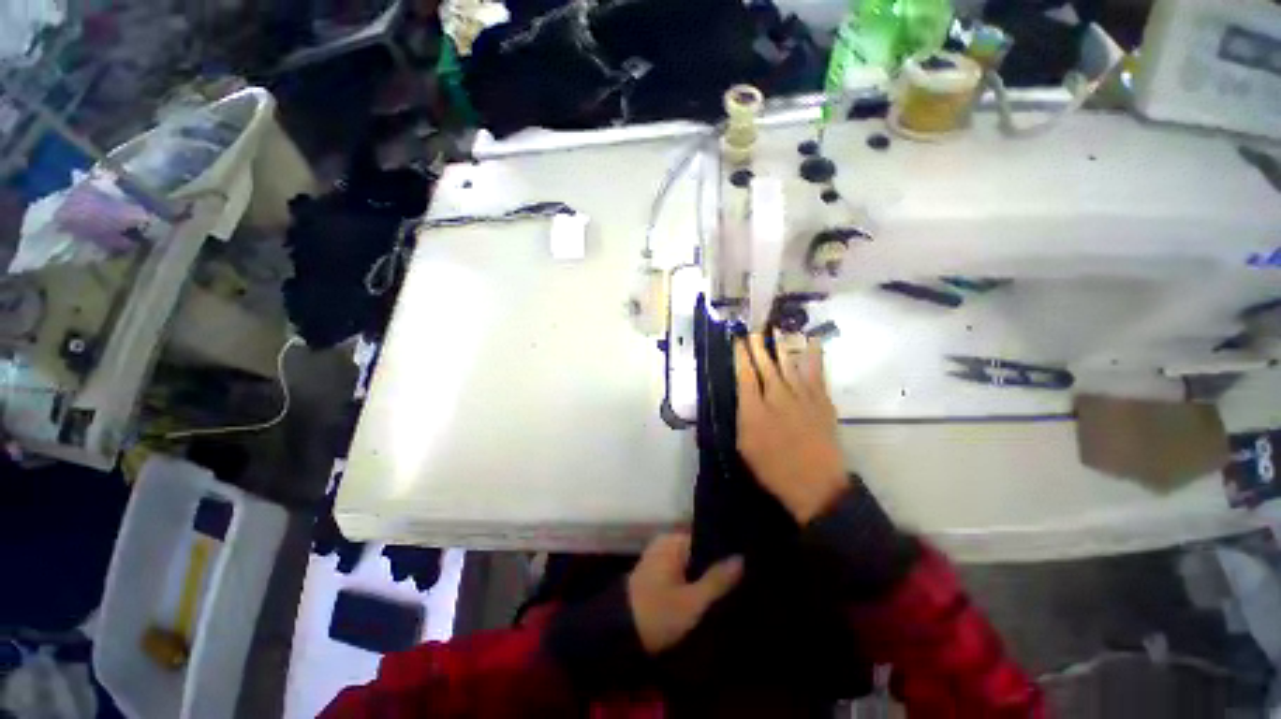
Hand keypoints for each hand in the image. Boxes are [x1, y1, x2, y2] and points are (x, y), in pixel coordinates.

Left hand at [627, 533, 742, 653]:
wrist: (618, 633)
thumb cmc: (657, 613)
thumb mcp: (692, 601)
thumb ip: (717, 579)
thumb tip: (741, 557)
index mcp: (673, 541)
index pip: (705, 536)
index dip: (724, 549)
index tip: (745, 560)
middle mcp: (665, 543)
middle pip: (698, 549)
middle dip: (715, 563)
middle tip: (741, 576)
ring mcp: (658, 557)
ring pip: (689, 561)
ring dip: (704, 573)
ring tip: (730, 584)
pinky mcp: (654, 574)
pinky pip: (680, 570)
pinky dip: (692, 579)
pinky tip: (707, 592)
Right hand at [735, 332, 848, 523]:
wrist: (816, 484)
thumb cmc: (774, 469)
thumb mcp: (745, 446)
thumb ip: (743, 416)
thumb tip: (742, 395)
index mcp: (754, 410)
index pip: (745, 376)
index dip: (741, 356)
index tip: (738, 342)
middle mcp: (777, 397)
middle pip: (766, 365)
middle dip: (758, 347)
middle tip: (754, 331)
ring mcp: (802, 397)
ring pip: (789, 364)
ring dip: (781, 346)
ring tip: (776, 330)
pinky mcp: (822, 401)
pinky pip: (816, 372)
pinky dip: (813, 356)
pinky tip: (811, 342)